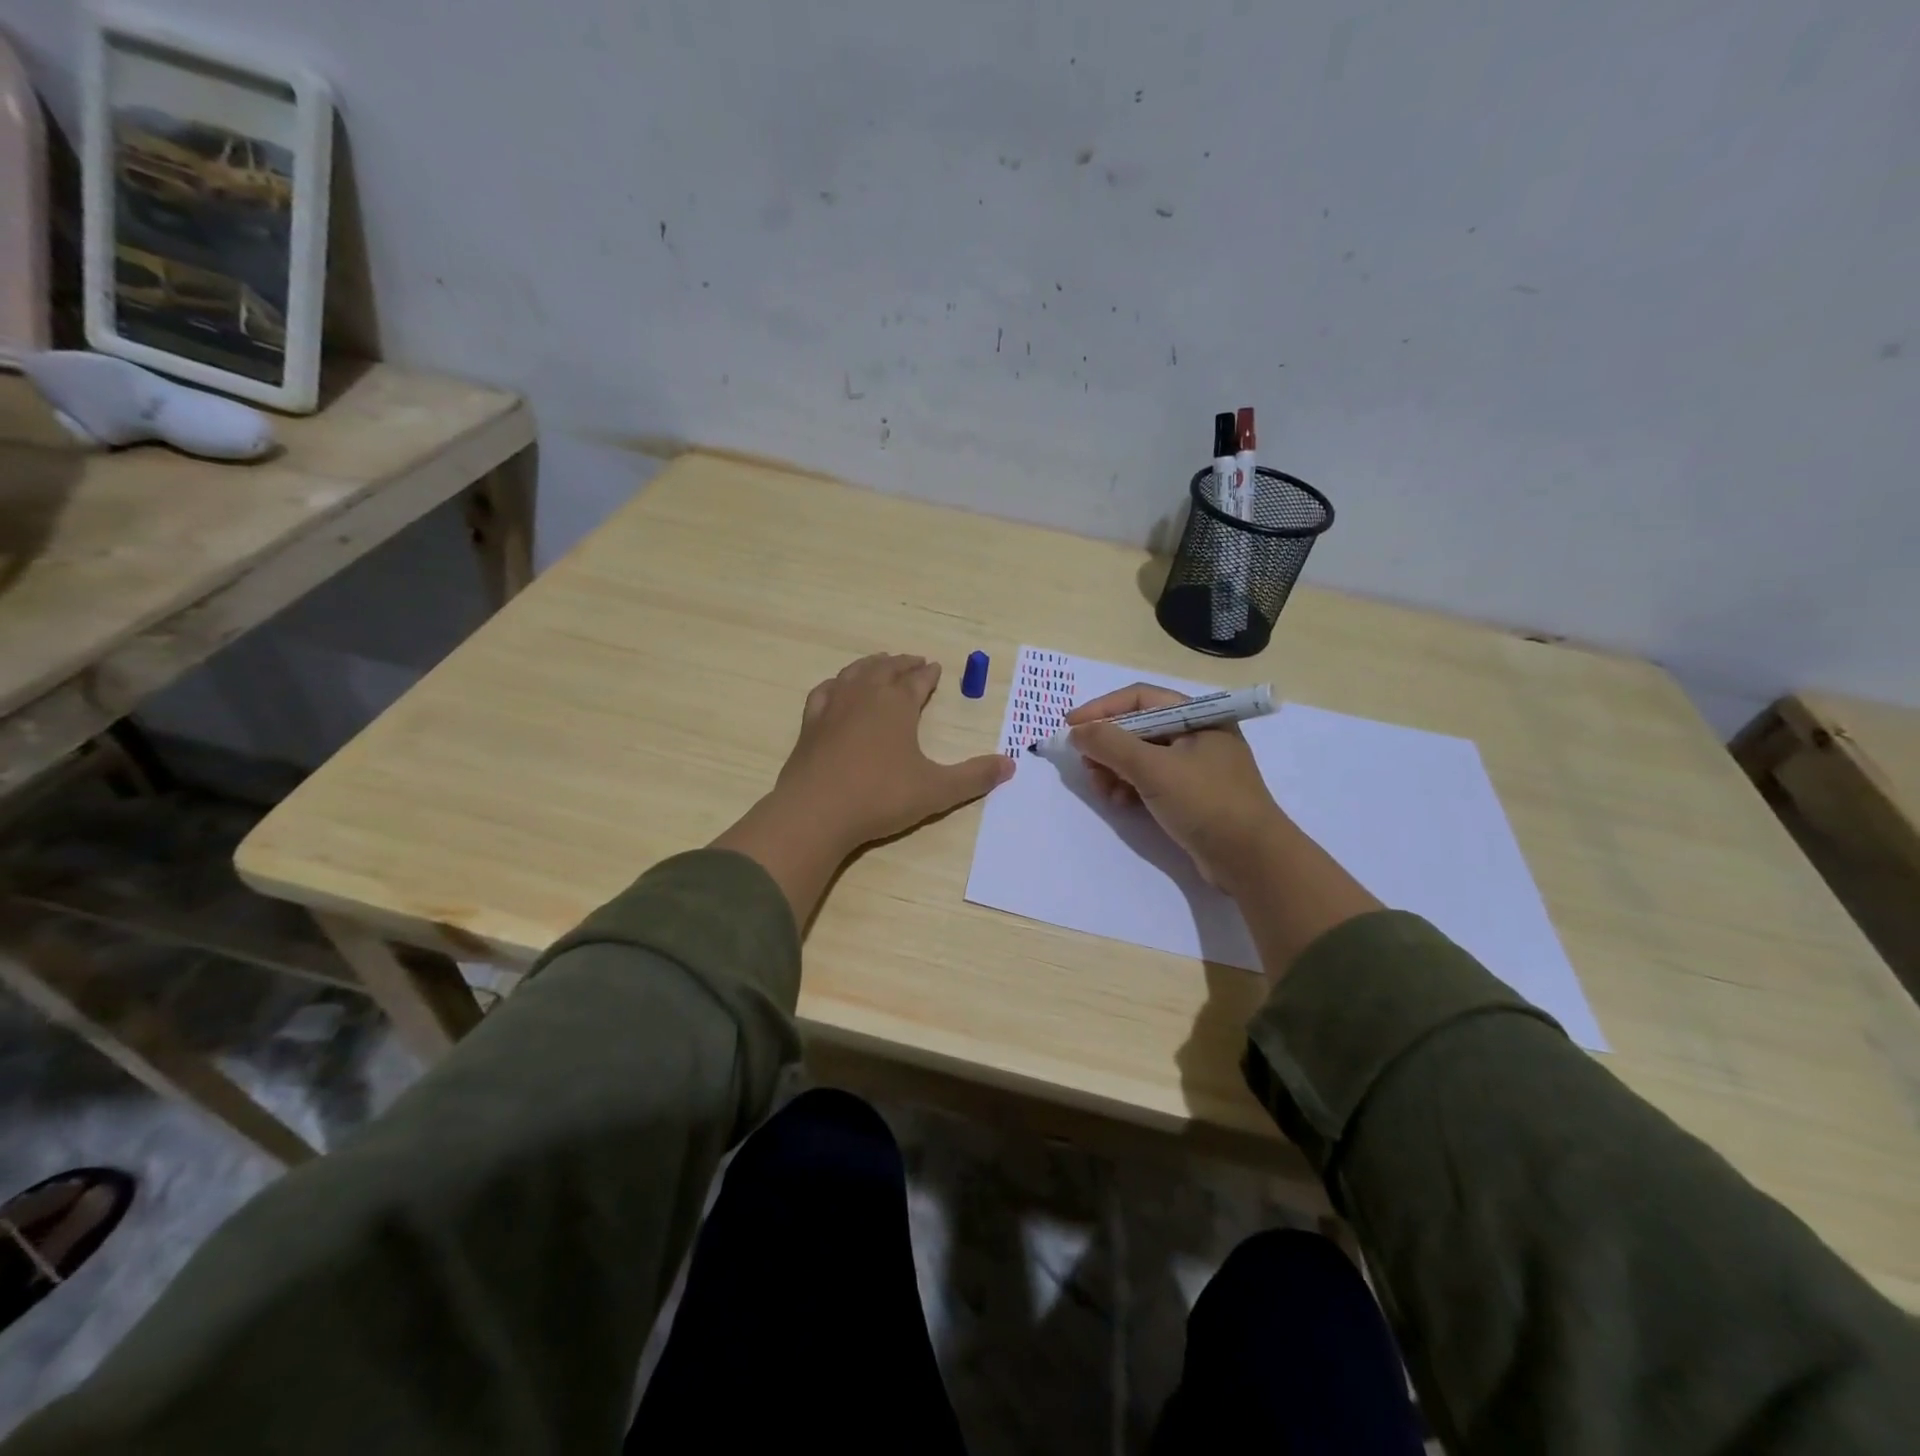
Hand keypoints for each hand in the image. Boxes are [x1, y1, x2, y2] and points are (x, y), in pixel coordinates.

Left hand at [714, 655, 1013, 925]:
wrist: (816, 812)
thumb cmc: (880, 797)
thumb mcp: (936, 790)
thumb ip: (974, 777)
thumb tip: (1011, 764)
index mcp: (897, 704)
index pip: (917, 681)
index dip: (929, 674)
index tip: (936, 668)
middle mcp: (865, 696)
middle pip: (886, 669)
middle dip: (903, 664)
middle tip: (914, 660)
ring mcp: (833, 707)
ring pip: (855, 673)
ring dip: (871, 665)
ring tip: (880, 663)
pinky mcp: (810, 724)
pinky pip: (824, 691)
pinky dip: (836, 684)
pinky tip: (836, 688)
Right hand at [1066, 683, 1287, 892]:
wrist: (1251, 860)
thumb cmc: (1206, 803)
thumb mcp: (1154, 769)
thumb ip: (1111, 745)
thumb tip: (1076, 731)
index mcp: (1198, 716)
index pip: (1140, 698)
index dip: (1102, 709)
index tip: (1070, 728)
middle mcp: (1198, 735)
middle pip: (1138, 727)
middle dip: (1107, 745)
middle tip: (1086, 766)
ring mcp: (1196, 766)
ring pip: (1141, 756)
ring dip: (1115, 769)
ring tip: (1103, 790)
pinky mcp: (1192, 795)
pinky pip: (1151, 780)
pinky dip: (1130, 786)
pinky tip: (1121, 803)